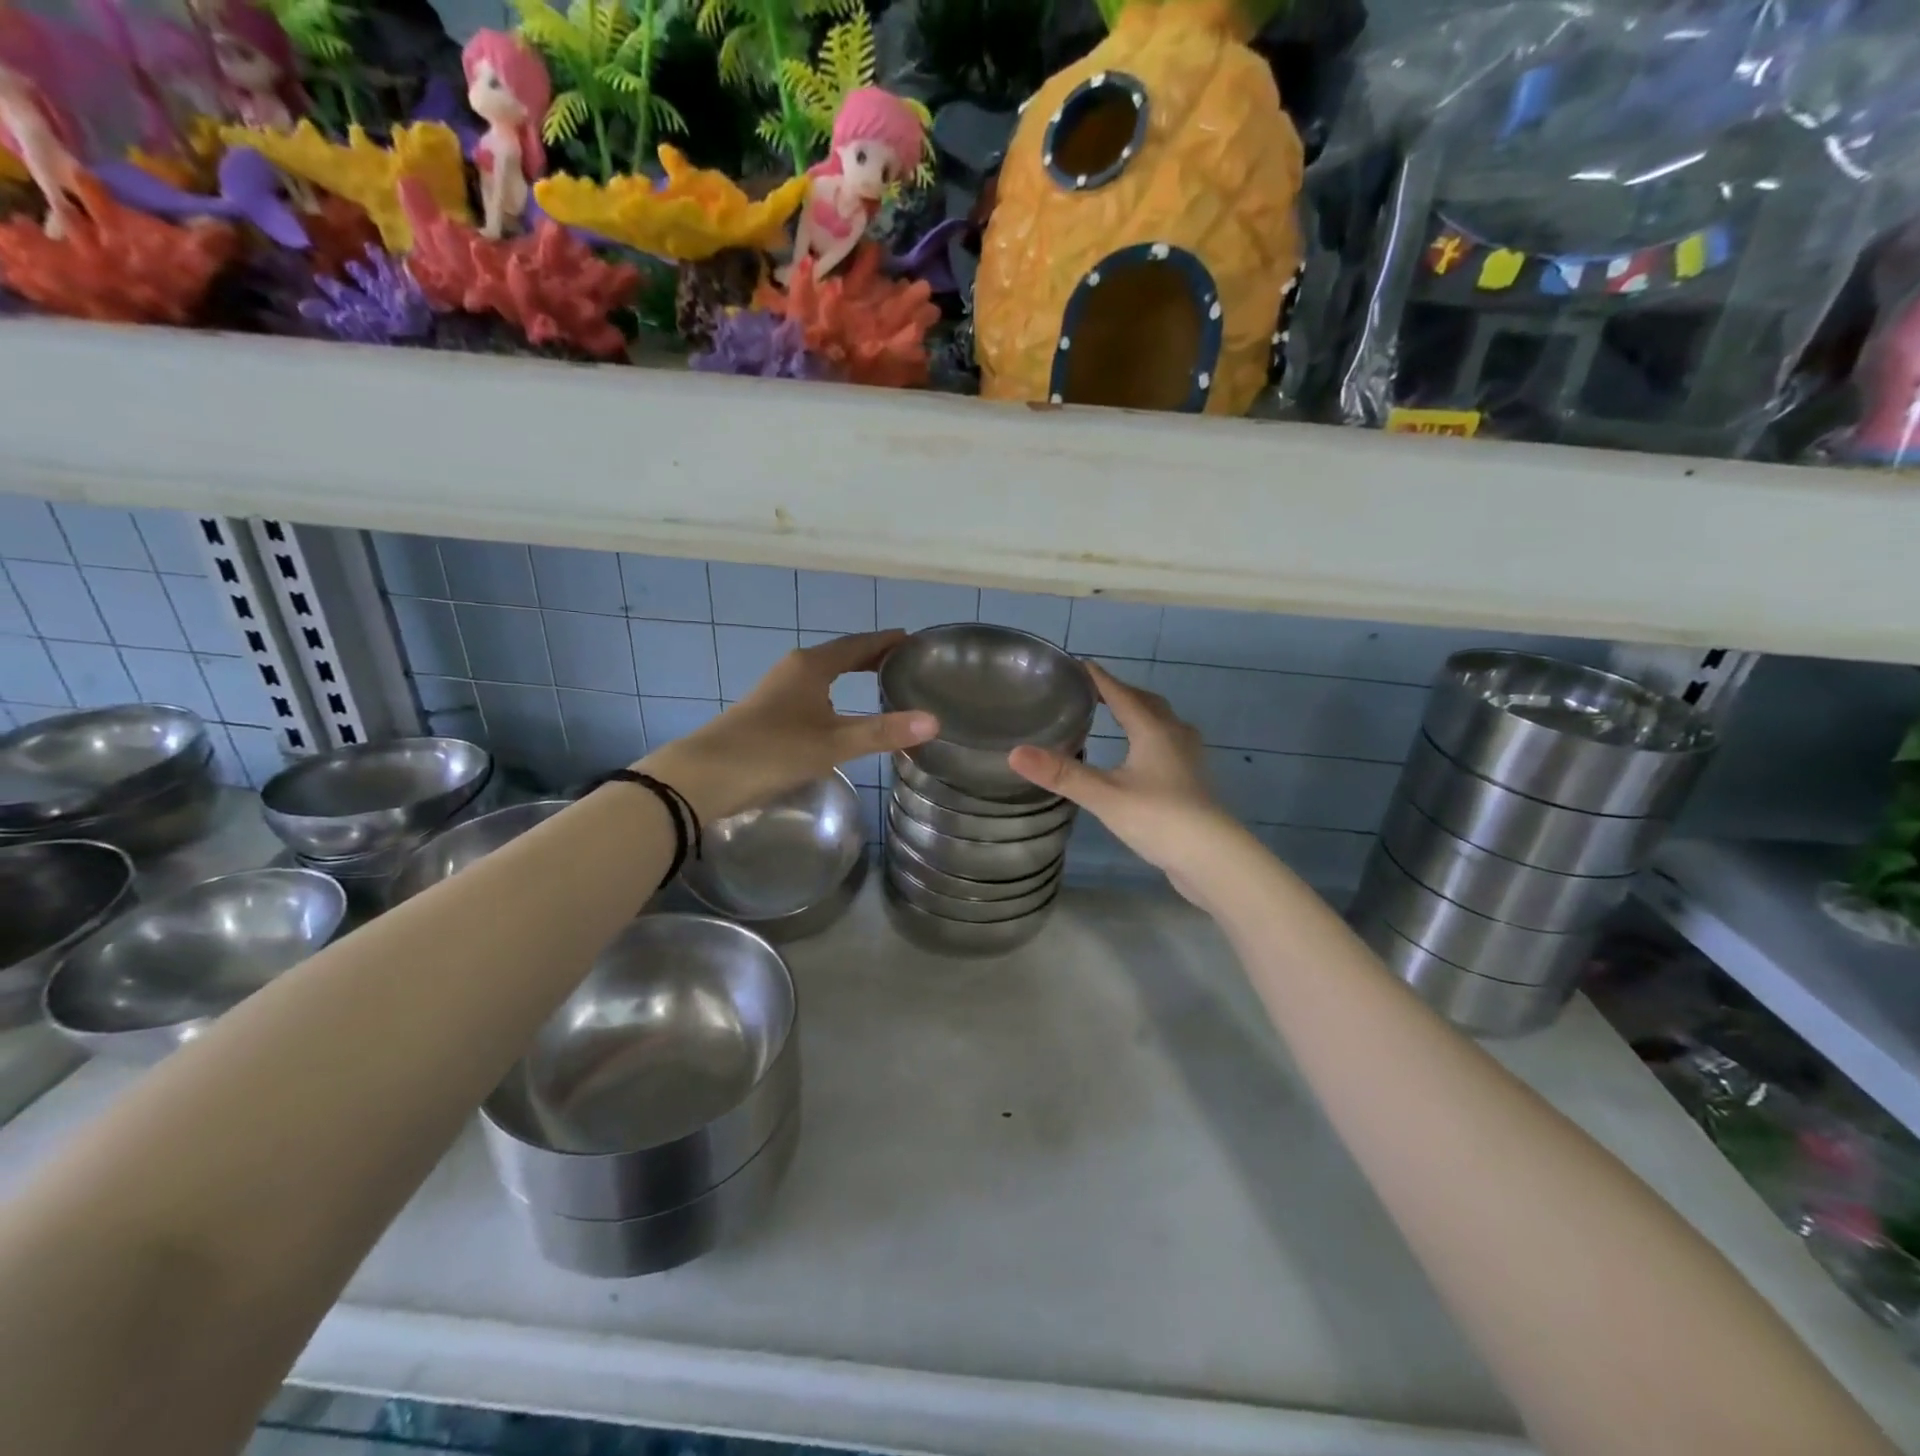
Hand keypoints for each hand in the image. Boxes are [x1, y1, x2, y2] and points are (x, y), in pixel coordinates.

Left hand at [640, 629, 936, 821]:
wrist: (704, 776)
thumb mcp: (832, 743)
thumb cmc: (771, 751)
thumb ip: (882, 732)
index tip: (914, 641)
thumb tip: (934, 721)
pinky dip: (836, 692)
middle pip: (842, 655)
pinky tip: (842, 713)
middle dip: (873, 657)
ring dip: (853, 674)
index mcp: (812, 666)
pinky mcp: (769, 711)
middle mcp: (795, 669)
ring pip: (826, 674)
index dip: (886, 642)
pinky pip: (813, 691)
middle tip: (906, 664)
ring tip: (882, 684)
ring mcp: (779, 689)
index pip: (858, 644)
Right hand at [1007, 663, 1250, 905]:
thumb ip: (1061, 774)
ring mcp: (1188, 759)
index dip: (1098, 678)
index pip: (1121, 694)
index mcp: (1153, 730)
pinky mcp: (1192, 781)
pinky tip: (1140, 758)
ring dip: (1140, 714)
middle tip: (1093, 692)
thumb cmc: (1158, 818)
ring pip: (1162, 723)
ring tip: (1117, 718)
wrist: (1212, 857)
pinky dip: (1149, 739)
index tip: (1077, 664)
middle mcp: (1175, 735)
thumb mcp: (1103, 795)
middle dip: (1121, 693)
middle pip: (1147, 703)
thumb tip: (1015, 753)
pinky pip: (1168, 745)